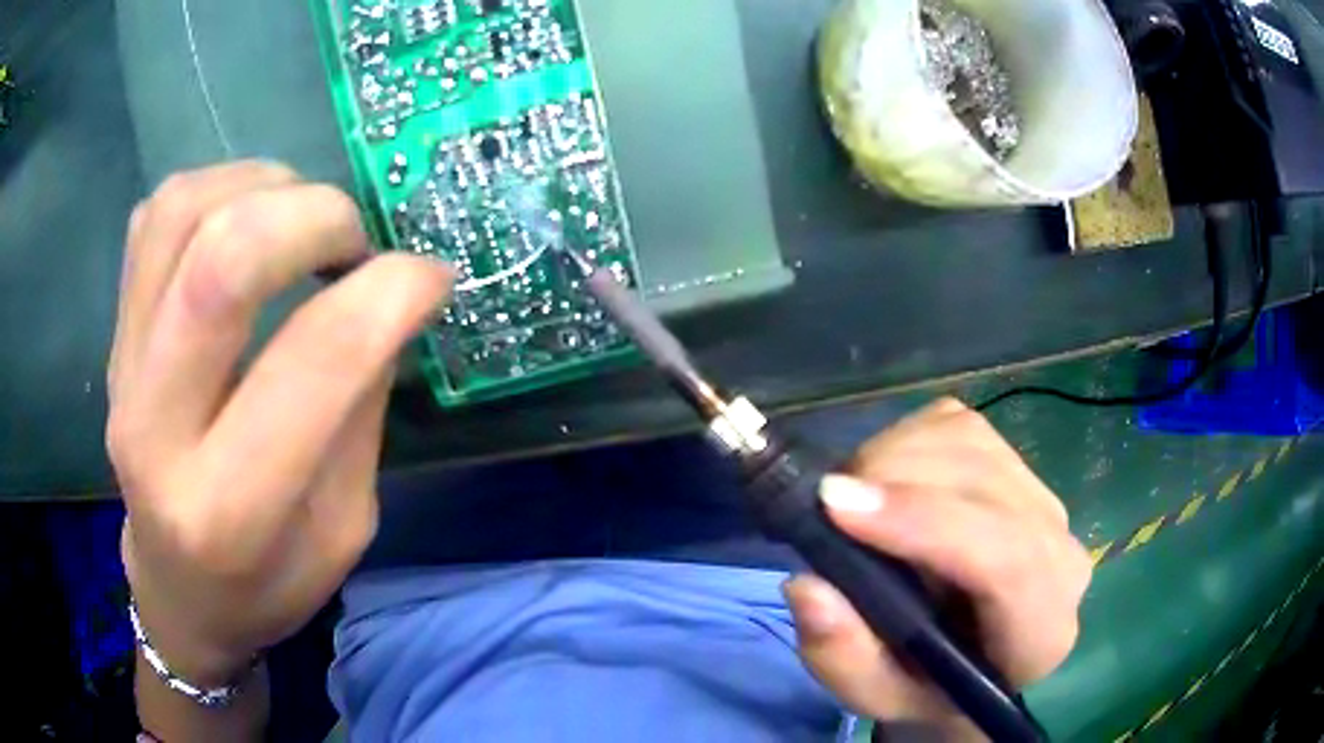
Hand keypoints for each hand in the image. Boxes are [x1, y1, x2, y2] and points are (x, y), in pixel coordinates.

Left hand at [107, 161, 453, 684]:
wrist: (177, 593)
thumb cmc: (267, 584)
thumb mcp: (343, 530)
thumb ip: (359, 410)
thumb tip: (390, 294)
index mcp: (231, 509)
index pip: (313, 362)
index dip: (391, 293)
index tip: (431, 276)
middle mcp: (157, 431)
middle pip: (220, 262)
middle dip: (316, 216)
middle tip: (354, 240)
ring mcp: (122, 372)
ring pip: (180, 214)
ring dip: (262, 187)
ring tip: (300, 216)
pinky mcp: (115, 337)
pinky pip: (155, 217)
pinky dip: (216, 189)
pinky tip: (247, 222)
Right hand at [782, 398, 1090, 738]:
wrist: (969, 657)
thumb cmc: (926, 687)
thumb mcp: (878, 696)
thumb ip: (845, 659)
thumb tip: (807, 585)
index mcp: (1041, 629)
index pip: (1007, 559)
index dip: (924, 522)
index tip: (836, 505)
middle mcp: (1058, 552)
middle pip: (986, 484)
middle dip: (894, 478)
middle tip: (825, 503)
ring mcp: (1042, 498)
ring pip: (970, 441)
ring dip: (894, 455)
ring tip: (850, 497)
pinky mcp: (1015, 463)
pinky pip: (957, 424)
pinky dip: (905, 438)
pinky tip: (883, 479)